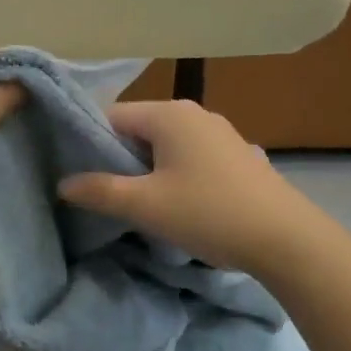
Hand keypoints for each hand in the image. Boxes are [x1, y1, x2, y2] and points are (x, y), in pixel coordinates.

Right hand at [58, 101, 332, 277]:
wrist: (286, 238)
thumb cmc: (208, 213)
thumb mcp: (146, 206)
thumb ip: (100, 191)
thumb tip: (63, 183)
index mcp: (169, 114)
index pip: (112, 117)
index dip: (91, 144)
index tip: (81, 175)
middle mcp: (194, 112)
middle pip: (139, 128)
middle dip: (120, 159)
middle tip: (107, 194)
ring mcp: (220, 131)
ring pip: (166, 144)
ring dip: (148, 169)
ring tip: (141, 203)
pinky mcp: (236, 153)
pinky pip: (190, 155)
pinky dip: (175, 172)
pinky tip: (180, 203)